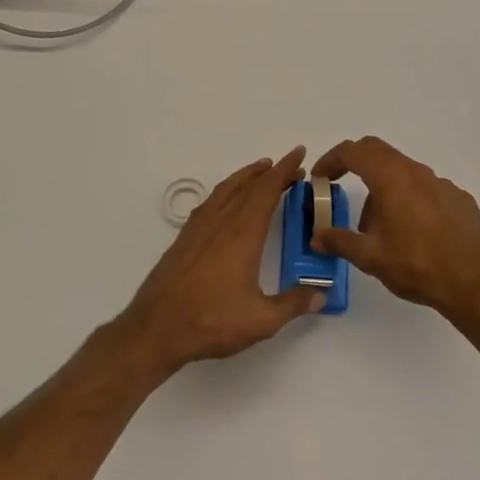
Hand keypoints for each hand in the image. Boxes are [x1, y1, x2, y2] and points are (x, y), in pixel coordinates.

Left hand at [119, 148, 322, 376]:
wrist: (157, 327)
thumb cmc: (211, 321)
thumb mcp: (261, 320)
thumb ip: (293, 305)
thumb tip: (322, 294)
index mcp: (243, 233)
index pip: (267, 190)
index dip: (285, 170)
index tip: (298, 153)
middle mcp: (221, 221)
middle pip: (248, 185)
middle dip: (271, 173)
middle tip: (290, 169)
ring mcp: (200, 227)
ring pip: (227, 189)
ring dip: (247, 176)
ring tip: (262, 172)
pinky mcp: (185, 236)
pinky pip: (211, 201)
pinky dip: (227, 190)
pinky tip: (228, 201)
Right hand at [310, 136, 479, 329]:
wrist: (474, 285)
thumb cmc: (417, 266)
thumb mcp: (371, 258)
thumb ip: (340, 241)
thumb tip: (316, 236)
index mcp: (392, 179)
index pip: (354, 151)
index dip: (332, 159)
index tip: (320, 176)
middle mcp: (417, 172)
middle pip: (378, 152)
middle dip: (355, 164)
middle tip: (340, 185)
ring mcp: (441, 183)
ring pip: (403, 172)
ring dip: (383, 187)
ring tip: (379, 226)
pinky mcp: (459, 198)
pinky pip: (426, 188)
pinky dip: (409, 199)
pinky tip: (413, 232)